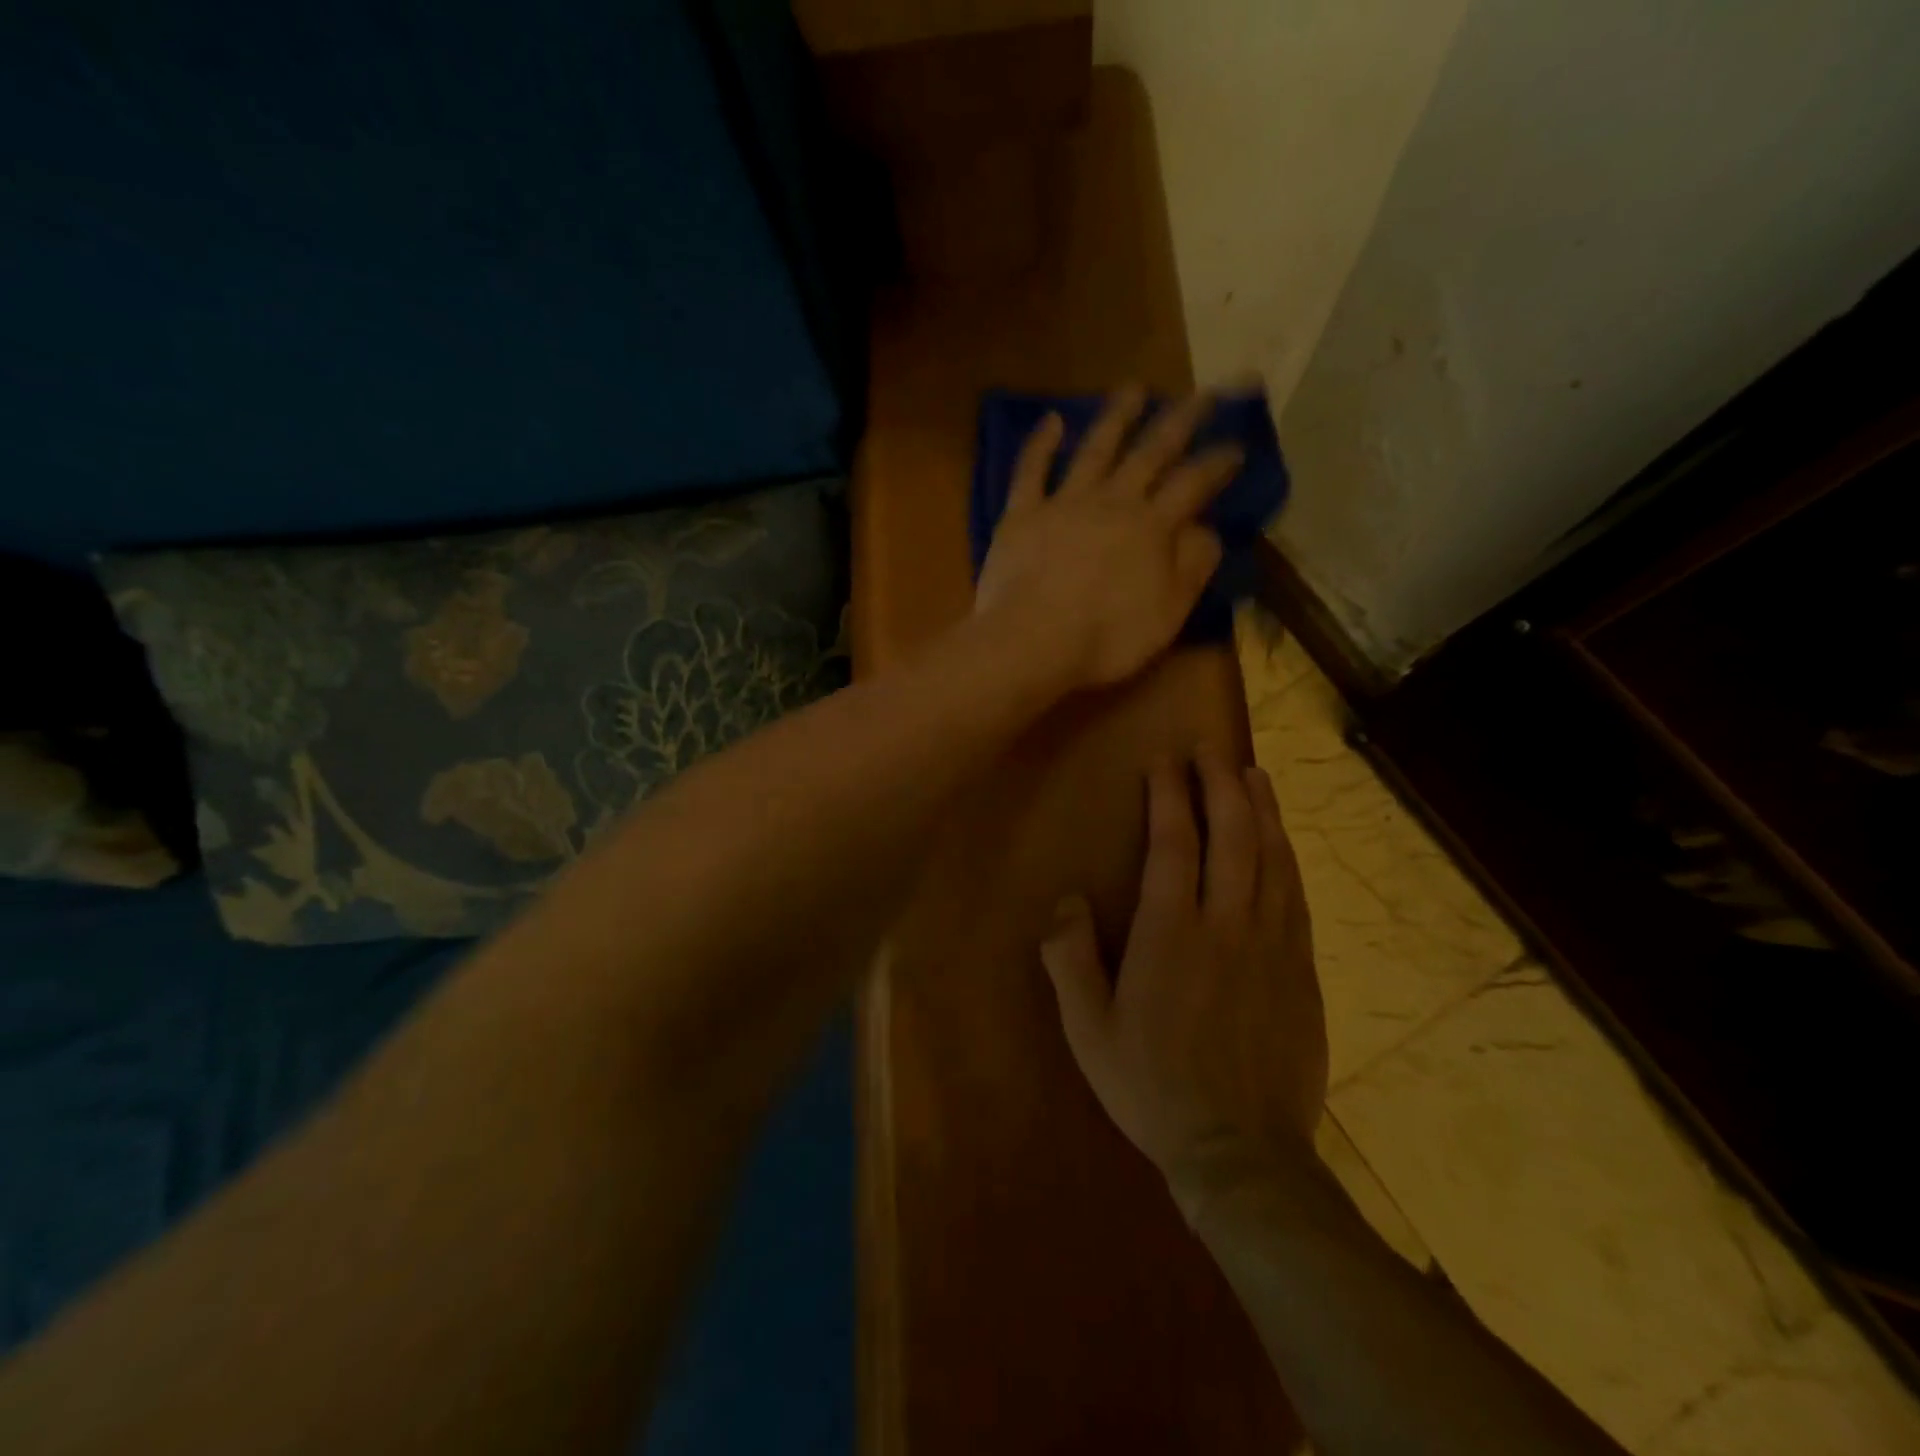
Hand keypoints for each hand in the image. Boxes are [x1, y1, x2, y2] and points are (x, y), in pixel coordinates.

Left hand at [974, 388, 1243, 690]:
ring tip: (1134, 388)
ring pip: (1095, 449)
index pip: (1194, 484)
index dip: (1218, 462)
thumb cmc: (1106, 639)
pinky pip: (1031, 471)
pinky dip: (1041, 444)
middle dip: (1180, 420)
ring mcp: (1064, 503)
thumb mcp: (1168, 613)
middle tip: (1201, 393)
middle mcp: (1112, 502)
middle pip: (1151, 452)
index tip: (1236, 445)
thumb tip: (1206, 530)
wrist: (1031, 642)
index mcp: (1152, 527)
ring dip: (1116, 416)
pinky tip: (1052, 420)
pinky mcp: (1021, 514)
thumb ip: (1192, 567)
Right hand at [1040, 748, 1326, 1209]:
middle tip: (1209, 749)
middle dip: (1219, 784)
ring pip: (1272, 859)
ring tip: (1252, 775)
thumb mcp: (1088, 1029)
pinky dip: (1287, 856)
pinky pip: (1296, 896)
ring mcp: (1273, 946)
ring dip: (1261, 810)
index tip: (1164, 762)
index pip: (1174, 843)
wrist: (1241, 1153)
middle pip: (1231, 836)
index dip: (1169, 795)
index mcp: (1172, 934)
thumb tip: (1067, 899)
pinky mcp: (1301, 970)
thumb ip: (1070, 958)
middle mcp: (1228, 925)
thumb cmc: (1152, 1086)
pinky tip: (1281, 842)